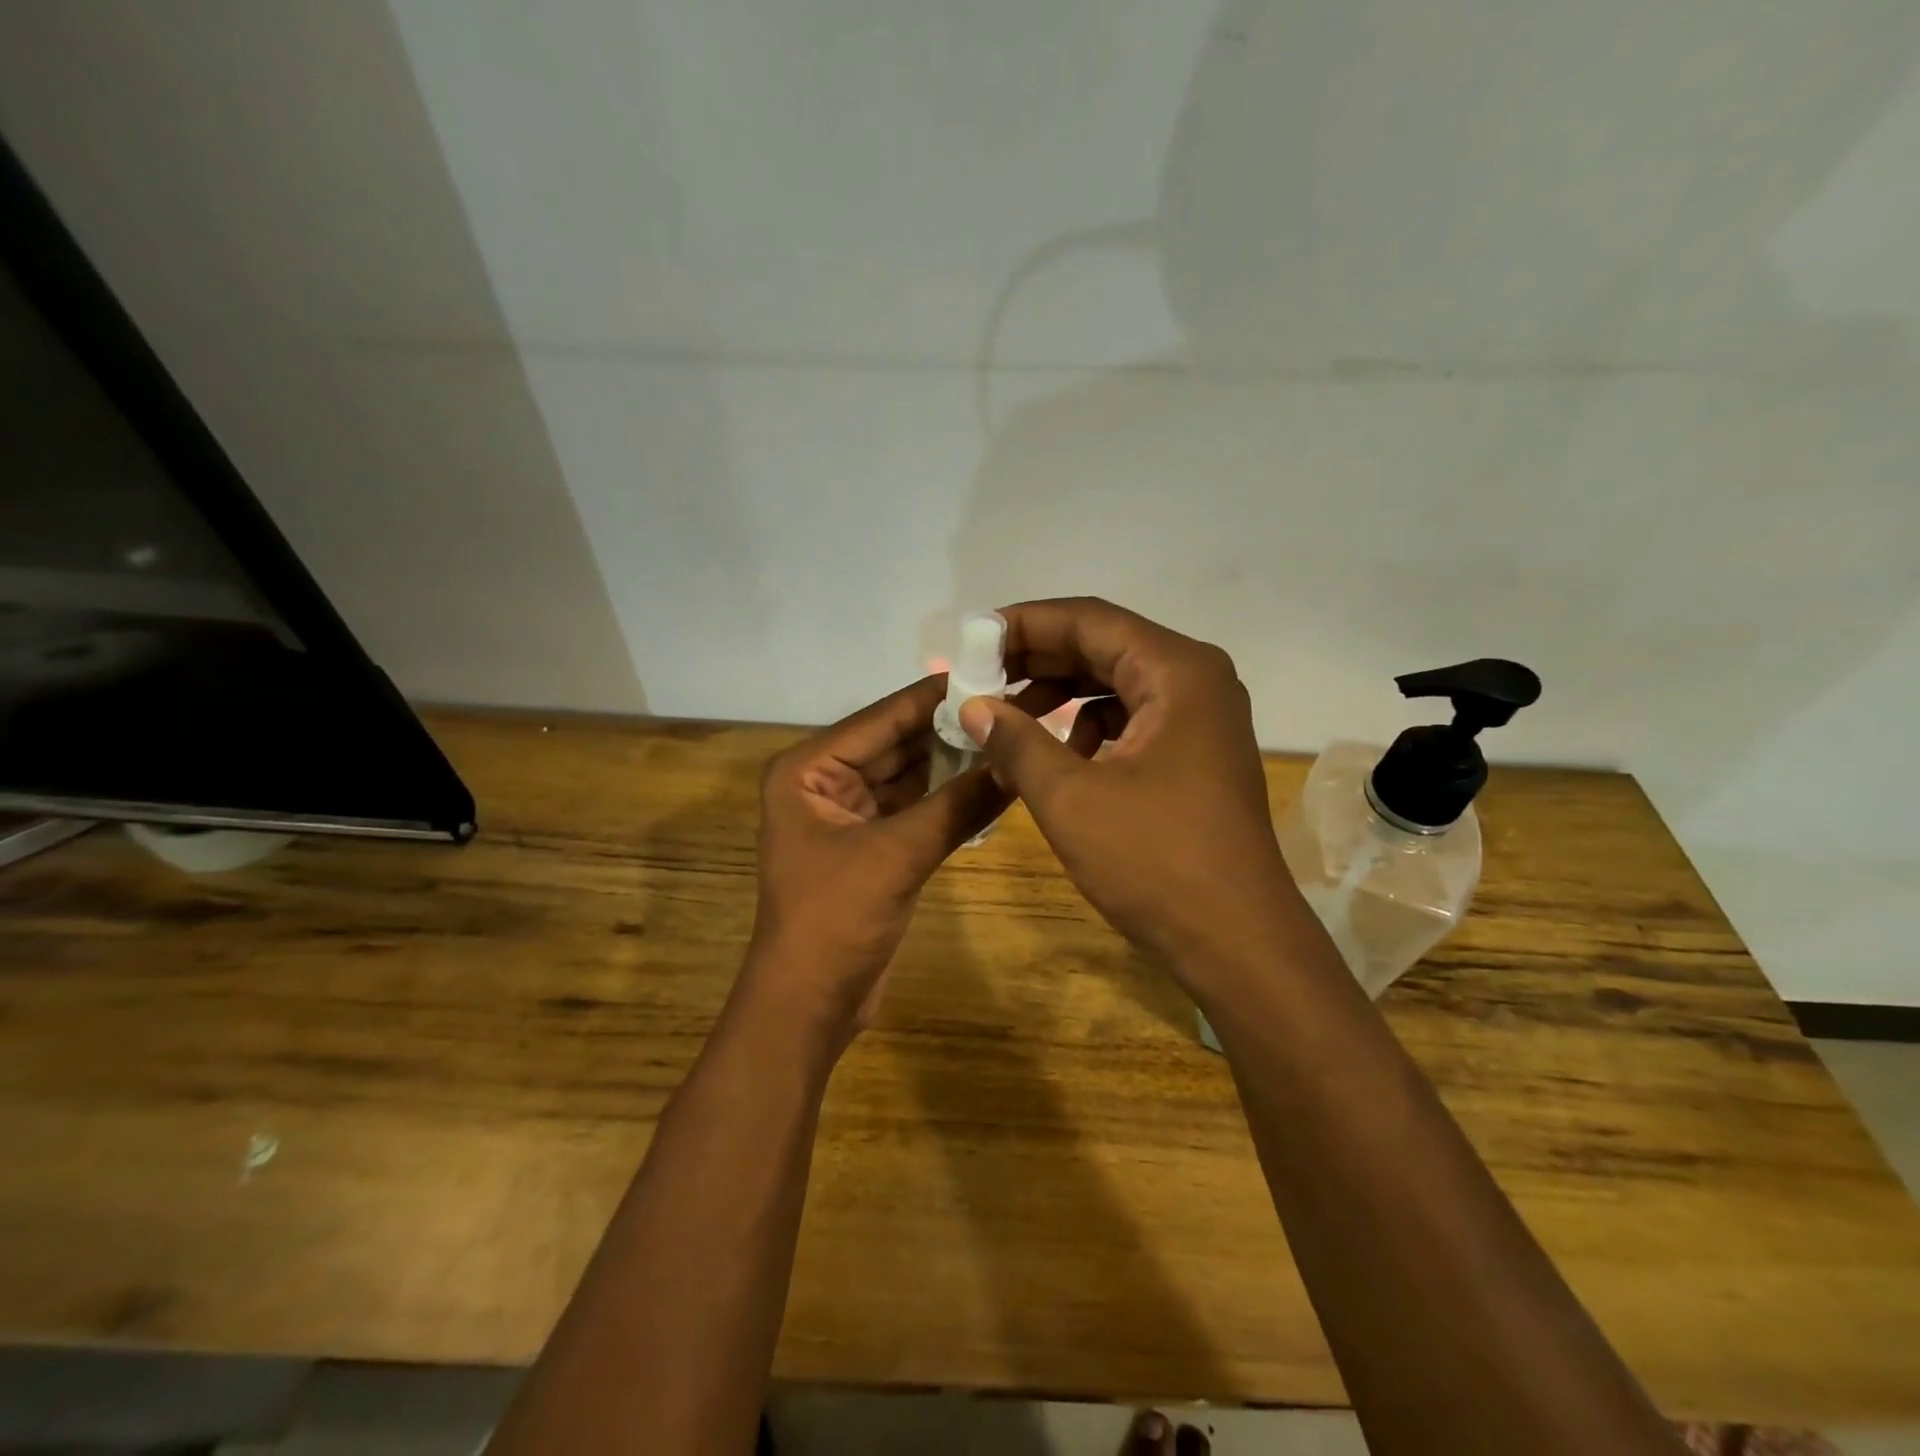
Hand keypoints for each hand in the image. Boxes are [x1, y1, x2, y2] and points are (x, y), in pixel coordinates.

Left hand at [742, 675, 1004, 1046]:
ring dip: (953, 763)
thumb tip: (1017, 764)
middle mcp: (824, 782)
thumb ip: (958, 805)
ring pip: (910, 776)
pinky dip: (948, 799)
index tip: (988, 671)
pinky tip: (992, 783)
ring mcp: (849, 815)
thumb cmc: (834, 919)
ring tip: (1009, 736)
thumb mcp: (897, 854)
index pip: (881, 719)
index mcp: (808, 770)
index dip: (934, 697)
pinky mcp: (871, 845)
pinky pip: (915, 808)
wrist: (809, 1005)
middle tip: (1010, 704)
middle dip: (949, 730)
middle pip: (897, 744)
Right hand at [957, 598, 1302, 997]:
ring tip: (1006, 716)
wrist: (1237, 941)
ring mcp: (1200, 718)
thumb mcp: (1070, 799)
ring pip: (1116, 683)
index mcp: (1176, 671)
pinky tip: (1055, 755)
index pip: (1089, 620)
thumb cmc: (1155, 862)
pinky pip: (1131, 718)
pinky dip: (1088, 726)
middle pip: (1104, 645)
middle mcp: (1196, 680)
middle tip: (978, 676)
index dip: (1025, 624)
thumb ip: (1016, 741)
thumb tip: (972, 706)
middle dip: (1037, 659)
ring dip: (1060, 693)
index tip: (971, 640)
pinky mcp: (1195, 753)